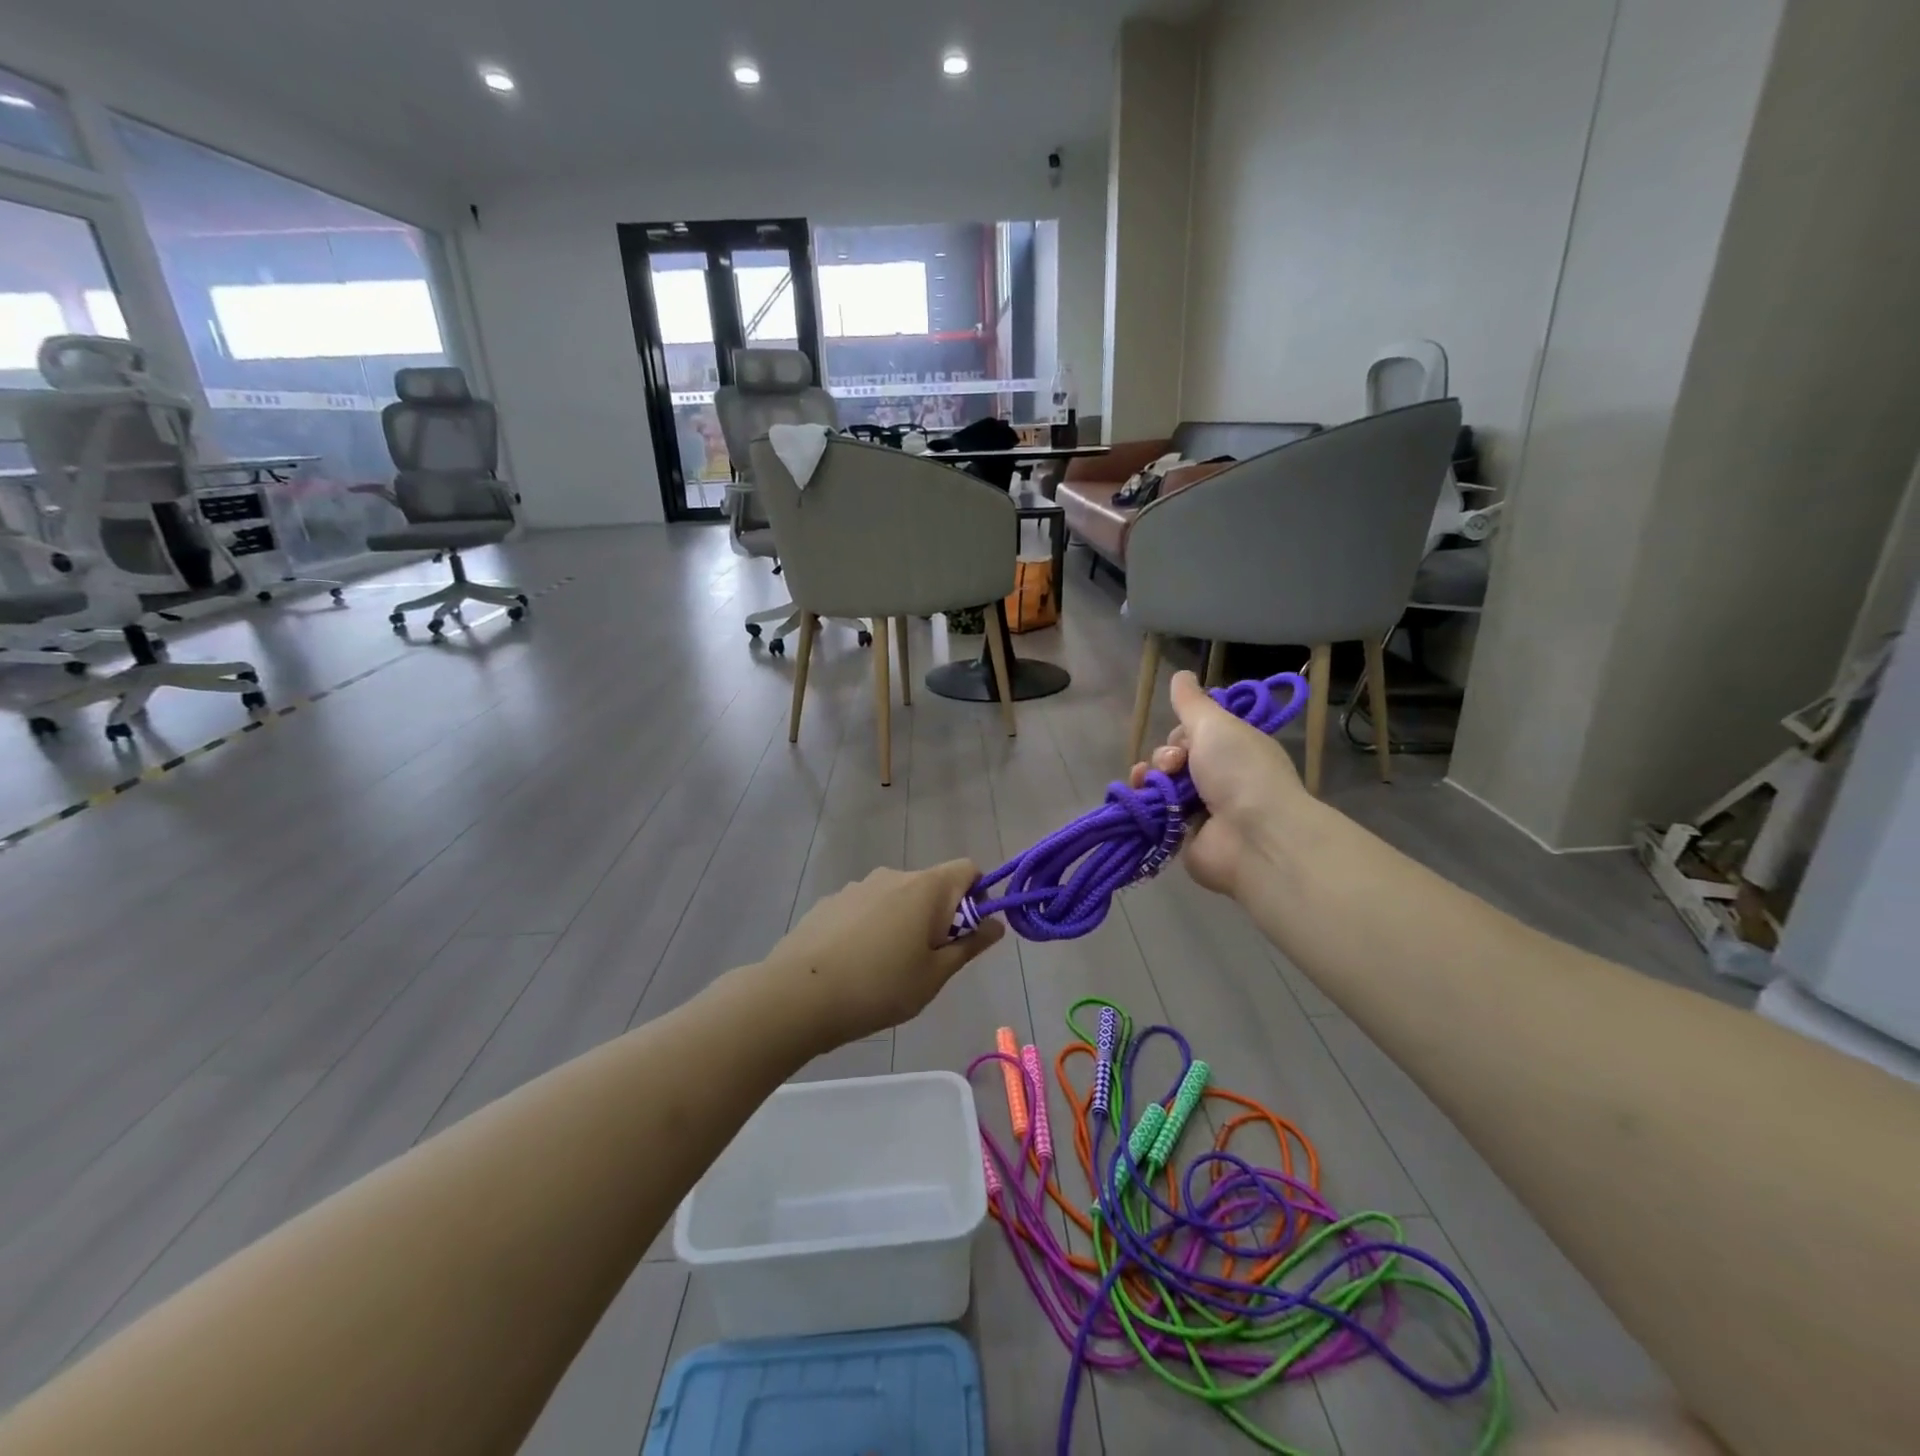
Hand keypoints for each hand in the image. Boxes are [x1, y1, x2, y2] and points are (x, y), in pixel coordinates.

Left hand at [763, 860, 1006, 1048]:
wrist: (797, 995)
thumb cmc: (879, 987)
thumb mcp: (935, 975)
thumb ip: (969, 946)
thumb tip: (996, 924)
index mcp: (926, 887)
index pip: (968, 869)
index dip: (977, 897)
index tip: (964, 935)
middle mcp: (893, 875)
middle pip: (932, 885)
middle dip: (939, 916)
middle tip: (927, 963)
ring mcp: (858, 886)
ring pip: (897, 898)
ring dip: (904, 922)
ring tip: (885, 969)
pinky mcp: (830, 901)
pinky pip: (867, 908)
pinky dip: (872, 927)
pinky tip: (854, 964)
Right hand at [1126, 670, 1307, 898]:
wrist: (1253, 836)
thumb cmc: (1239, 771)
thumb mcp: (1215, 724)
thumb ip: (1192, 701)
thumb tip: (1182, 674)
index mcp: (1234, 749)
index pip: (1195, 733)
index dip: (1182, 733)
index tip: (1185, 738)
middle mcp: (1219, 778)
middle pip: (1174, 758)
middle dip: (1165, 757)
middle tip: (1176, 765)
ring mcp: (1201, 809)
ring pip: (1161, 784)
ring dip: (1151, 777)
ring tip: (1156, 784)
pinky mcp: (1182, 835)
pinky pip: (1154, 812)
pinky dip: (1144, 804)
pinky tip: (1140, 798)